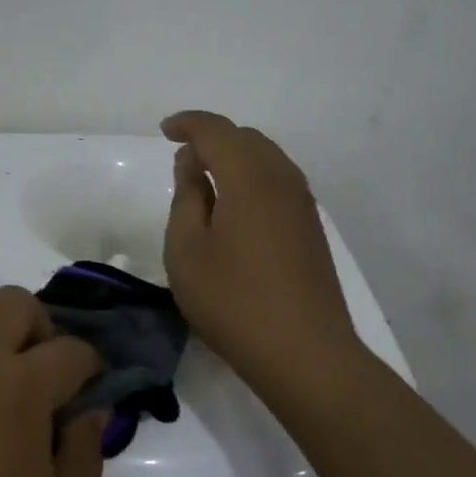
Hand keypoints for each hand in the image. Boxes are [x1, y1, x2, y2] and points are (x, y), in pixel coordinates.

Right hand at [161, 111, 362, 394]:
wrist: (305, 352)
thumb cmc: (233, 301)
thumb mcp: (187, 249)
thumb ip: (187, 196)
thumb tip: (193, 161)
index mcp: (248, 177)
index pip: (216, 130)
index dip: (188, 123)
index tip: (165, 131)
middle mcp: (281, 178)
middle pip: (246, 138)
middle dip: (212, 138)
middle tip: (182, 158)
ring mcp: (302, 203)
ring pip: (266, 157)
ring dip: (235, 157)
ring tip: (206, 181)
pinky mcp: (310, 226)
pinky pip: (278, 180)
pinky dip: (252, 177)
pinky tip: (236, 206)